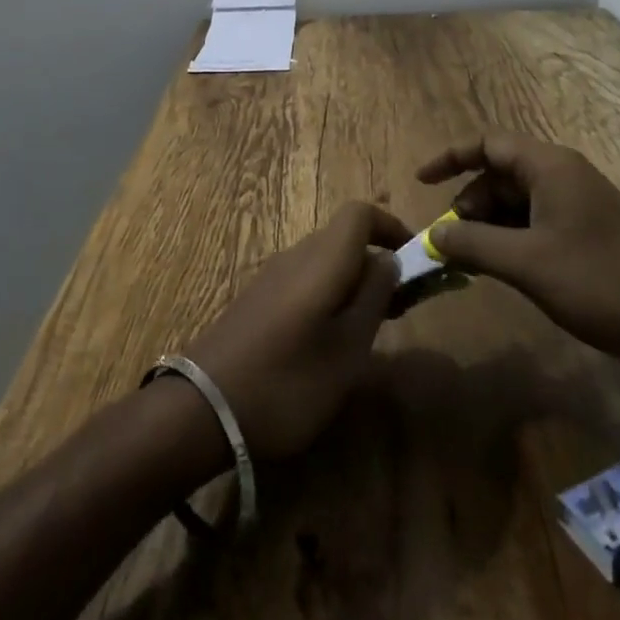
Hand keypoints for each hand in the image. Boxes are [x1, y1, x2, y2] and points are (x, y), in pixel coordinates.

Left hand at [183, 202, 409, 459]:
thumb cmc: (288, 381)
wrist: (204, 407)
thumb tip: (389, 259)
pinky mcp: (259, 297)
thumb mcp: (348, 350)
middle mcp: (297, 254)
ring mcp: (274, 274)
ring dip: (354, 279)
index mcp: (323, 258)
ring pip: (325, 258)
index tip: (415, 260)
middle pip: (344, 236)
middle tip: (401, 305)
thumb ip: (374, 298)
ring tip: (371, 326)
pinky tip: (330, 338)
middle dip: (377, 260)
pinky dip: (329, 292)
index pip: (360, 212)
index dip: (391, 226)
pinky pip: (305, 278)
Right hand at [417, 135, 619, 358]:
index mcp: (550, 166)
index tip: (420, 182)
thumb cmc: (601, 283)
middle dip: (469, 202)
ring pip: (518, 203)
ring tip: (471, 261)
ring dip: (489, 226)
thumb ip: (473, 244)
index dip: (451, 157)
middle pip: (501, 174)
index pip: (489, 143)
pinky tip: (503, 272)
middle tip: (449, 241)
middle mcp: (564, 177)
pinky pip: (537, 226)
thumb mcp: (527, 263)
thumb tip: (433, 235)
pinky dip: (512, 241)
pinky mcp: (589, 239)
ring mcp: (579, 208)